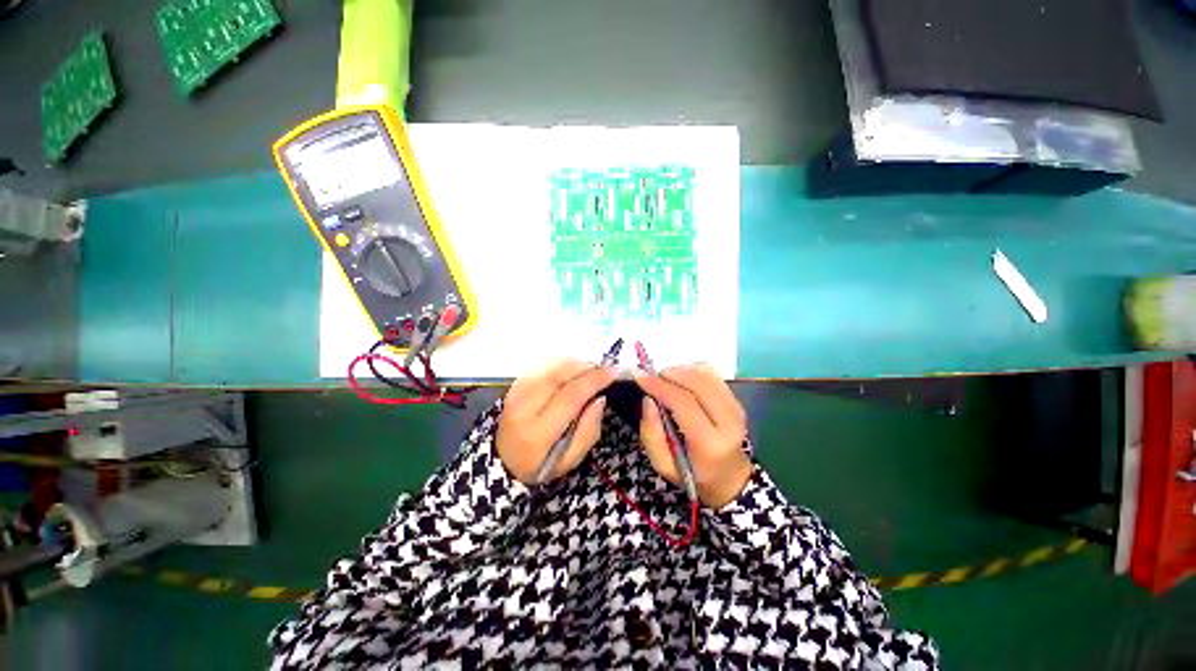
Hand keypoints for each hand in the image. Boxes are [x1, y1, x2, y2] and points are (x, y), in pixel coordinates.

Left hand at [496, 360, 615, 483]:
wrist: (503, 461)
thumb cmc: (541, 464)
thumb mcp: (570, 460)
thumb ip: (588, 431)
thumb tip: (600, 398)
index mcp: (537, 433)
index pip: (569, 398)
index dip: (593, 381)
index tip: (612, 372)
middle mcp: (523, 409)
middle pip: (558, 377)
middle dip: (585, 368)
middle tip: (604, 367)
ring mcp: (515, 394)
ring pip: (549, 368)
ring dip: (574, 363)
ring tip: (591, 368)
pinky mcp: (513, 386)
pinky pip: (541, 367)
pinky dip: (560, 363)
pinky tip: (572, 369)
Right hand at [635, 365, 751, 507]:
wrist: (728, 477)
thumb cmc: (691, 473)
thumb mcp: (663, 464)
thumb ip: (651, 433)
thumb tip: (648, 399)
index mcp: (710, 443)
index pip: (683, 403)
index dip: (659, 386)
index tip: (639, 376)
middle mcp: (729, 422)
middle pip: (696, 383)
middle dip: (668, 374)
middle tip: (650, 377)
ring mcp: (736, 409)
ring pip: (705, 374)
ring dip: (679, 371)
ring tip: (664, 380)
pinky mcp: (737, 400)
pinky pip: (712, 375)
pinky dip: (692, 371)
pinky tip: (681, 380)